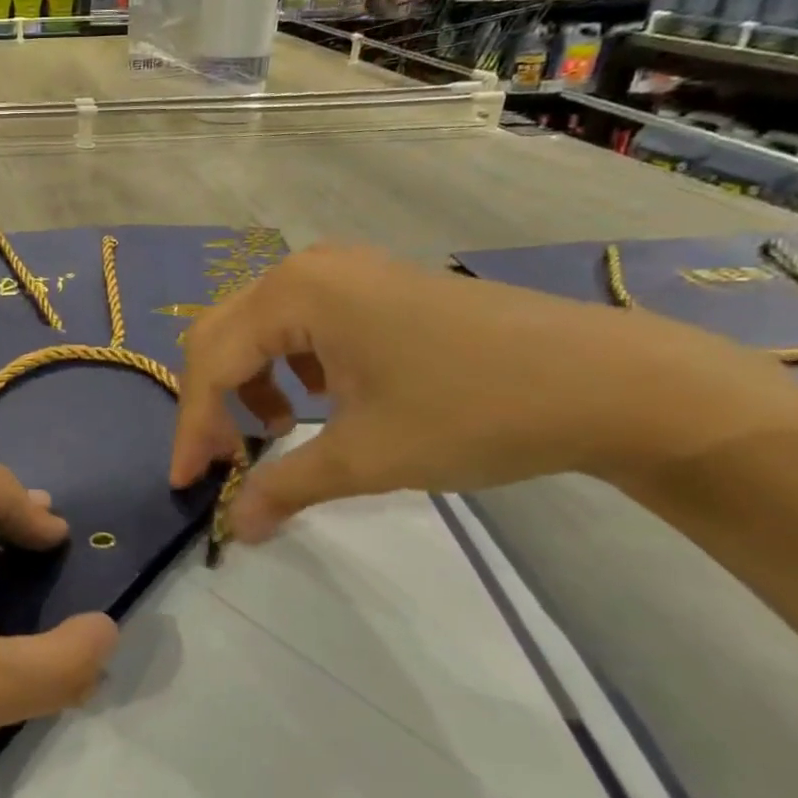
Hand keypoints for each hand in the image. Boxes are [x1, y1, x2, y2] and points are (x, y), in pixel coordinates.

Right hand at [168, 244, 797, 543]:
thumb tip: (235, 529)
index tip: (188, 485)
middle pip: (223, 336)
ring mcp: (345, 272)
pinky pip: (301, 326)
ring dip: (250, 385)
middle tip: (220, 461)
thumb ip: (286, 487)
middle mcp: (307, 268)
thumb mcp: (367, 457)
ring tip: (279, 434)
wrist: (609, 381)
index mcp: (294, 293)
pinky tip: (321, 402)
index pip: (212, 363)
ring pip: (259, 330)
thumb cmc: (473, 411)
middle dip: (212, 403)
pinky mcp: (374, 287)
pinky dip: (289, 369)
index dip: (193, 428)